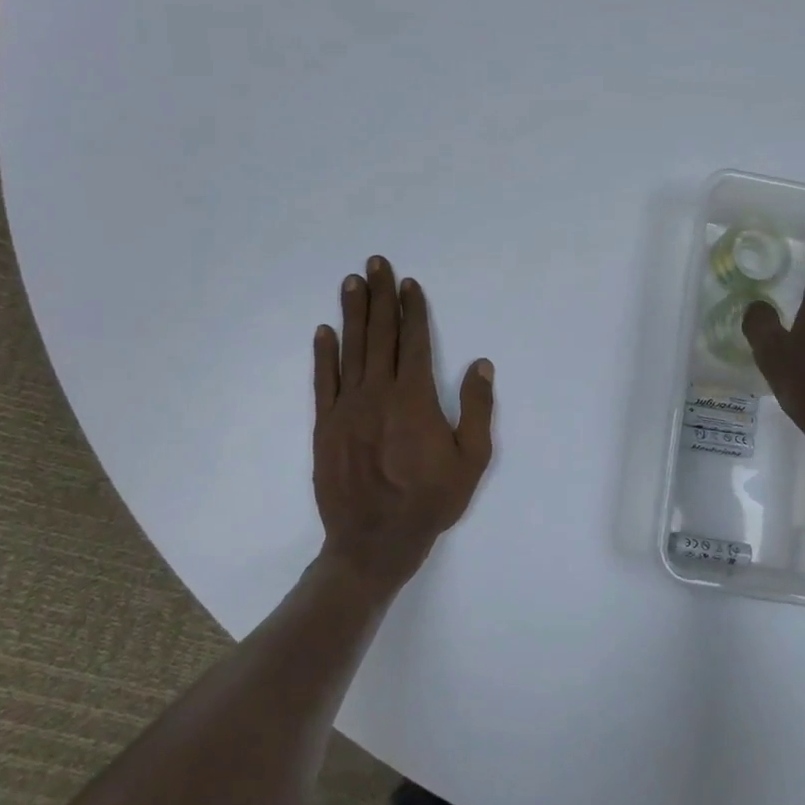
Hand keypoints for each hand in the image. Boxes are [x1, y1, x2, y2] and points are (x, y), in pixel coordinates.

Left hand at [313, 255, 495, 594]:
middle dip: (380, 296)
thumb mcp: (472, 460)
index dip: (413, 310)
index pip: (414, 342)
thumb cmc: (430, 501)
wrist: (374, 541)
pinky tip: (324, 331)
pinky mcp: (325, 426)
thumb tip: (480, 364)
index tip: (408, 283)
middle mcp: (378, 394)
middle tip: (375, 263)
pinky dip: (323, 354)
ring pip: (350, 350)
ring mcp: (347, 408)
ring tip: (351, 282)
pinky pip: (323, 381)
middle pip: (380, 335)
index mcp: (414, 399)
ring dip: (353, 314)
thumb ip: (476, 409)